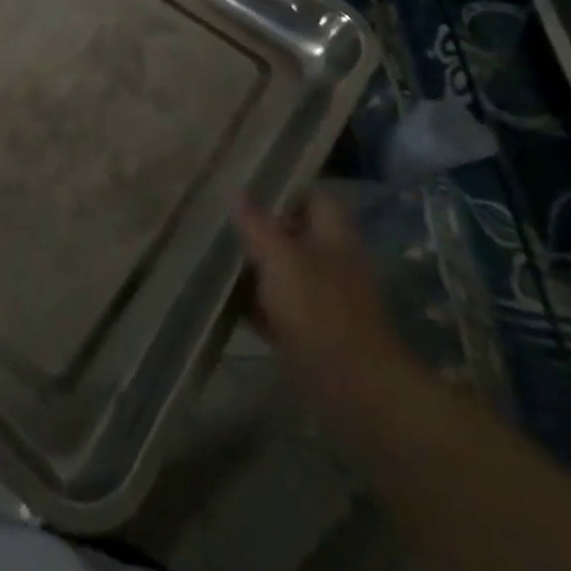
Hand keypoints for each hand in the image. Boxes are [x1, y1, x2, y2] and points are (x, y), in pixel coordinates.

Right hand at [233, 188, 411, 407]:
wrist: (353, 386)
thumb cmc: (318, 307)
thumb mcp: (279, 256)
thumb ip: (256, 224)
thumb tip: (236, 192)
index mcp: (334, 236)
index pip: (315, 197)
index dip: (286, 189)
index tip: (249, 185)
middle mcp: (333, 262)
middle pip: (297, 234)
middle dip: (262, 227)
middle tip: (223, 218)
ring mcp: (324, 298)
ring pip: (285, 270)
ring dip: (256, 264)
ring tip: (216, 251)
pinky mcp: (312, 330)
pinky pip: (278, 306)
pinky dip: (255, 301)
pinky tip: (224, 296)